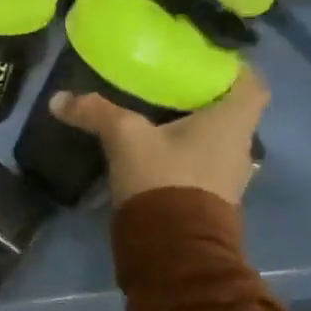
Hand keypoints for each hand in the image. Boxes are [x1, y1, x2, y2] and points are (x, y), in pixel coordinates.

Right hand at [49, 67, 268, 208]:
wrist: (174, 249)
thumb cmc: (164, 178)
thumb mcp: (124, 137)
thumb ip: (96, 112)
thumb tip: (58, 98)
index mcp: (232, 121)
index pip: (252, 82)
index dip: (232, 68)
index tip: (203, 61)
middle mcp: (240, 145)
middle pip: (230, 110)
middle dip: (201, 97)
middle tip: (167, 84)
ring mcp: (229, 175)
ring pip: (215, 138)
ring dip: (191, 128)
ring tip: (155, 117)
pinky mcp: (212, 198)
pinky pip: (202, 163)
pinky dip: (183, 154)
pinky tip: (154, 152)